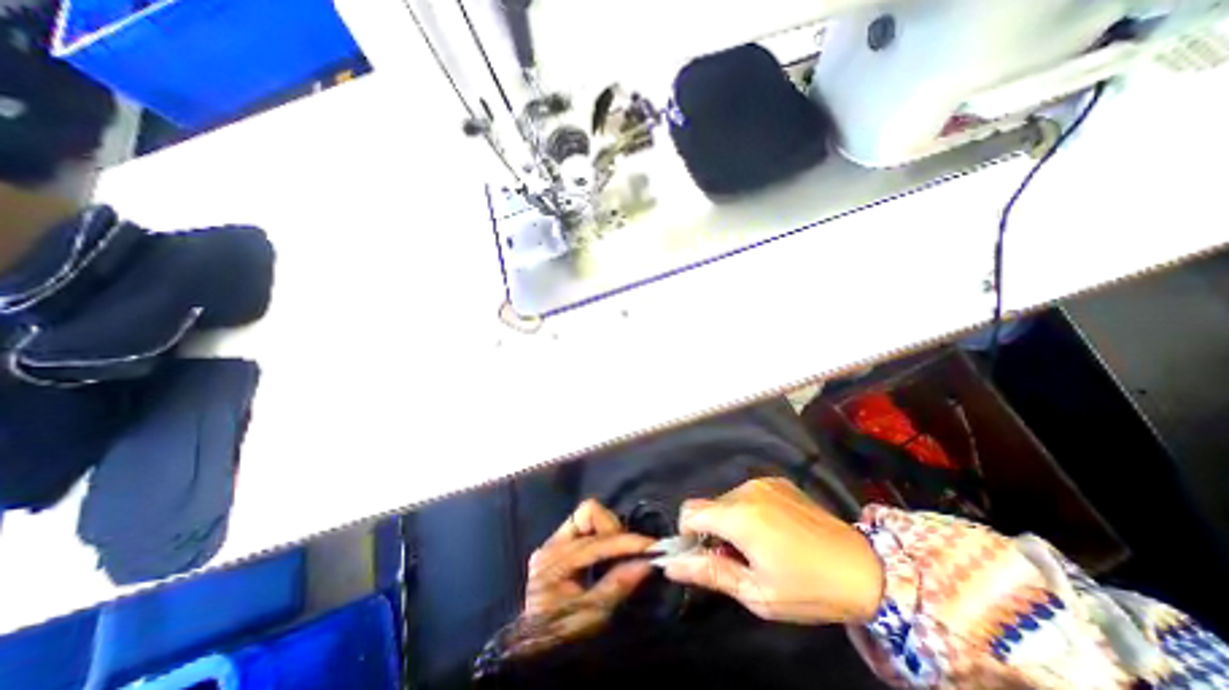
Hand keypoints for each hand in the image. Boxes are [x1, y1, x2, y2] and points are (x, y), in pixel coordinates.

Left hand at [505, 499, 650, 655]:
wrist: (533, 650)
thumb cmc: (561, 637)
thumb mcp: (592, 617)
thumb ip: (618, 585)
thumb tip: (647, 563)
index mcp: (555, 561)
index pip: (598, 541)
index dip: (627, 542)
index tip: (653, 546)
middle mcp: (552, 543)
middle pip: (591, 514)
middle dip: (616, 531)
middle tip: (633, 551)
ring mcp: (554, 540)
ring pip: (589, 514)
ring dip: (609, 530)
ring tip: (620, 553)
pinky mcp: (559, 542)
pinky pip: (585, 524)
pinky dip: (601, 534)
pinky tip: (608, 553)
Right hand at [663, 479, 882, 624]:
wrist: (864, 569)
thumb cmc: (807, 588)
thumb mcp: (756, 592)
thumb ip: (709, 573)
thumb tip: (670, 565)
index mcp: (738, 515)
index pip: (689, 511)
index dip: (687, 534)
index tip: (704, 556)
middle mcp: (746, 490)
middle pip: (709, 506)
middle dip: (712, 531)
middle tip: (737, 560)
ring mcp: (763, 482)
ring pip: (727, 500)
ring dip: (731, 521)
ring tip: (759, 547)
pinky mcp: (777, 481)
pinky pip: (747, 494)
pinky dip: (747, 511)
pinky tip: (774, 531)